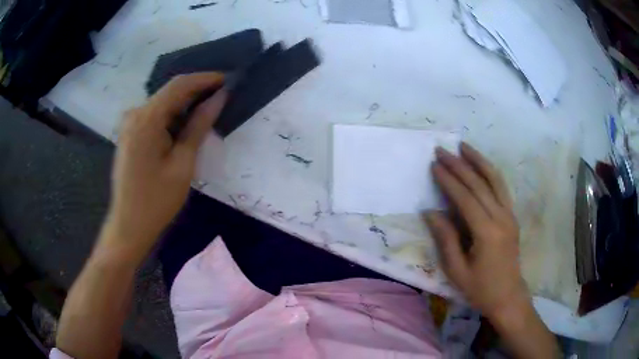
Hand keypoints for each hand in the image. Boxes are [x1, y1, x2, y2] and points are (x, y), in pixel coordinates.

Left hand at [103, 73, 226, 259]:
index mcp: (146, 119)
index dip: (205, 79)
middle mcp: (134, 114)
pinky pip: (154, 116)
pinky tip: (186, 124)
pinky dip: (172, 116)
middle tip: (222, 96)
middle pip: (169, 93)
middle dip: (196, 91)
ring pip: (163, 104)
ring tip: (209, 109)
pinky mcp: (130, 134)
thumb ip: (199, 126)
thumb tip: (219, 98)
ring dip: (185, 105)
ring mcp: (130, 124)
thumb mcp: (183, 164)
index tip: (227, 80)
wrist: (129, 226)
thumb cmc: (157, 201)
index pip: (179, 86)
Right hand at [426, 142, 529, 321]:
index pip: (466, 198)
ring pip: (495, 180)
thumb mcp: (457, 270)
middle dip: (460, 165)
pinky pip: (502, 188)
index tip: (434, 165)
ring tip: (464, 146)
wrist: (508, 295)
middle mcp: (501, 217)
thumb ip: (445, 239)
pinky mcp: (512, 216)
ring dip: (479, 160)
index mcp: (487, 233)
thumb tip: (430, 212)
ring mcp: (510, 215)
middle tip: (442, 150)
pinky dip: (490, 172)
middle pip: (479, 184)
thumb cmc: (480, 288)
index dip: (449, 180)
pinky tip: (481, 165)